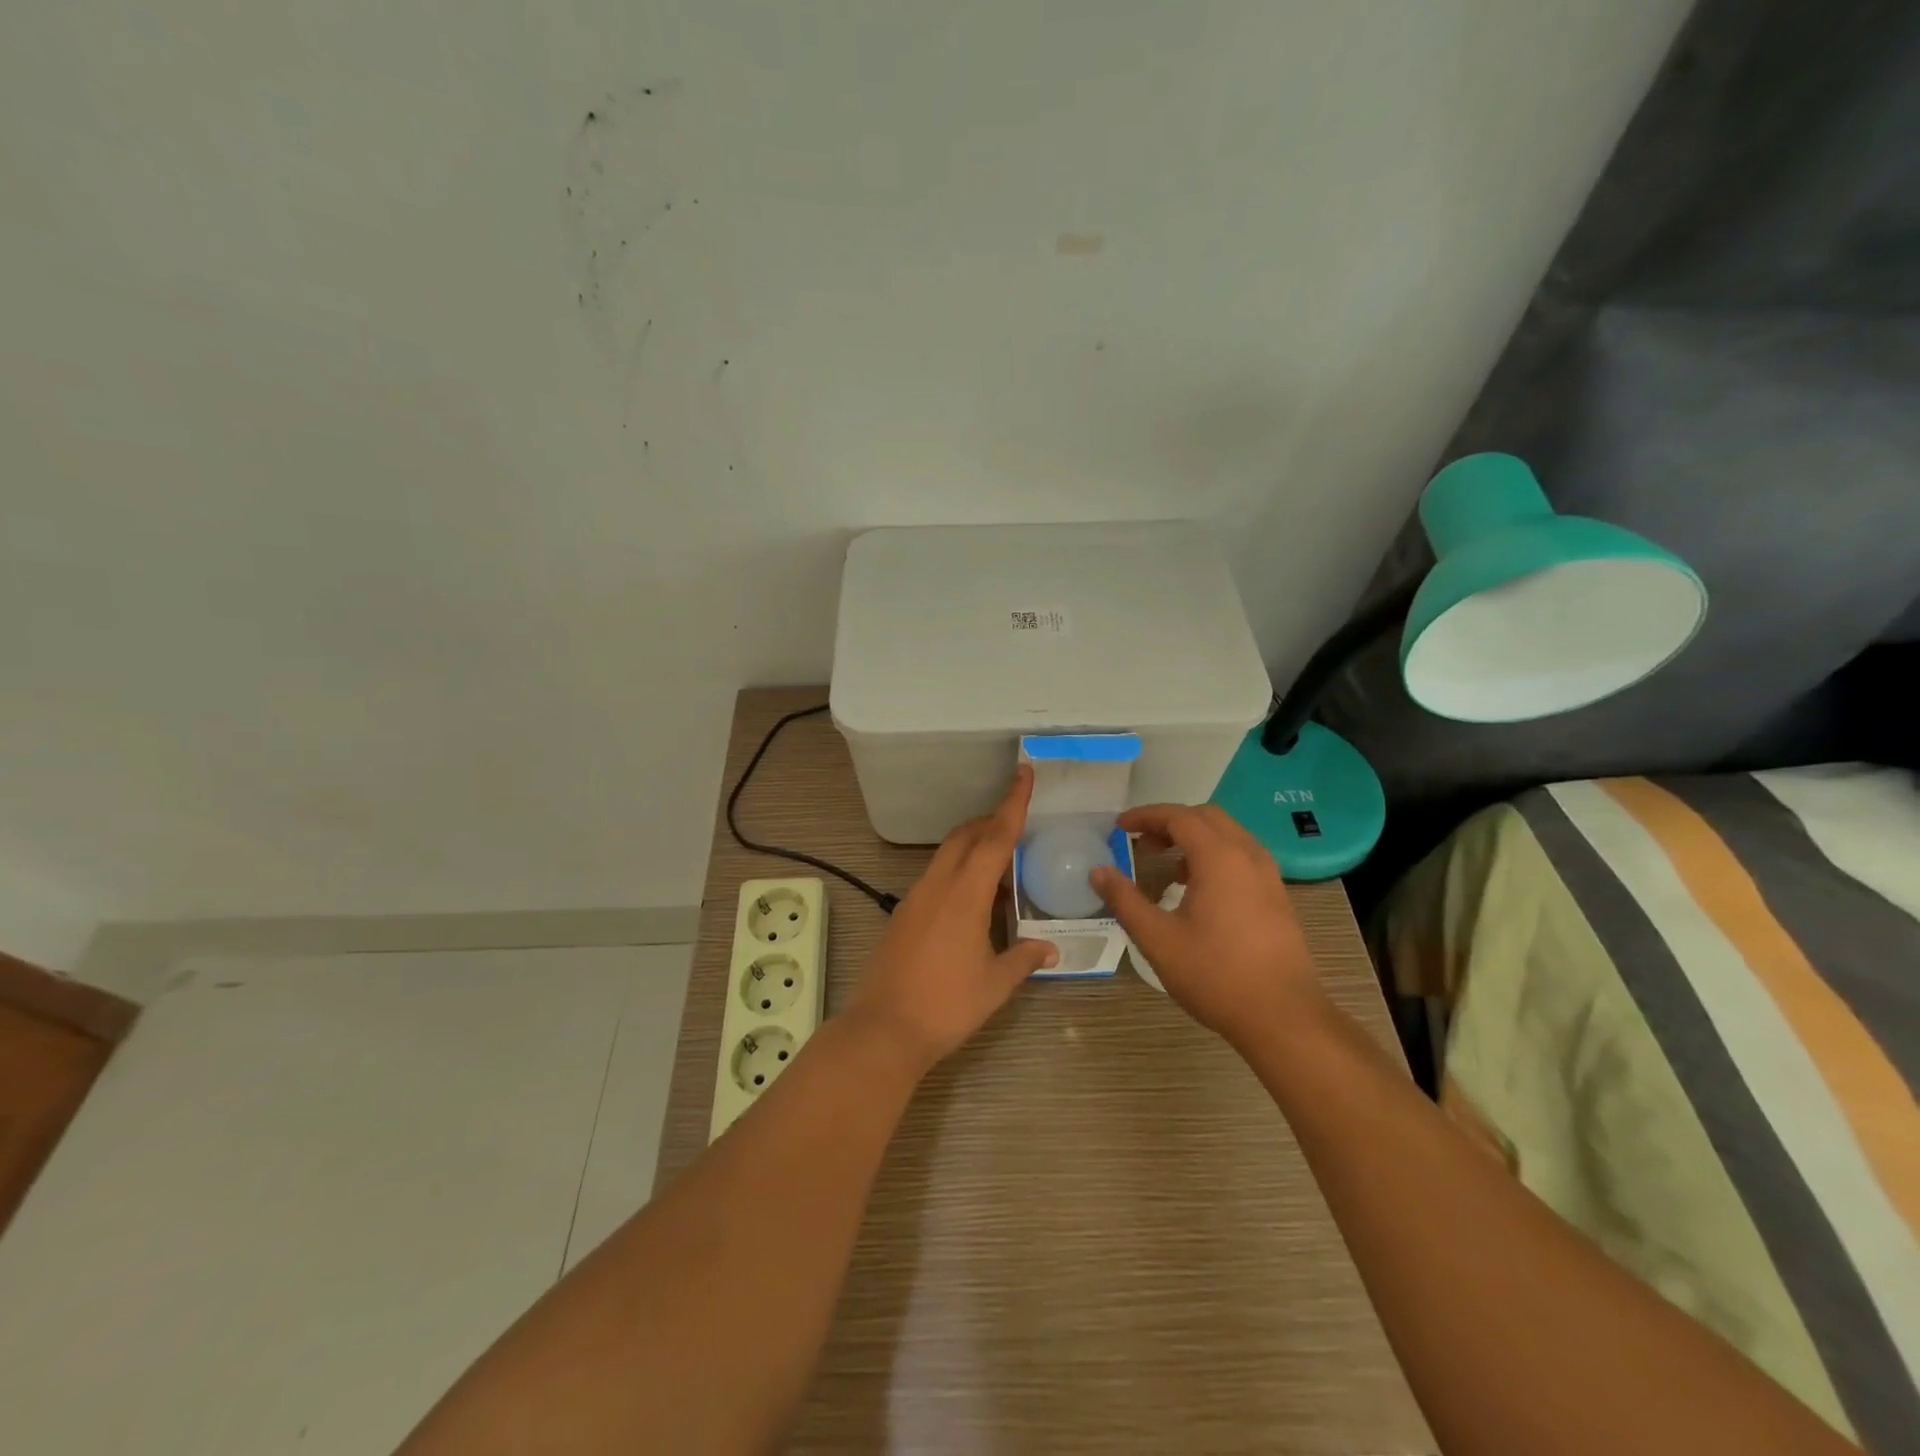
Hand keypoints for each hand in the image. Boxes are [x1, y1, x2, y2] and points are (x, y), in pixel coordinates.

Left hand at [846, 767, 1058, 1071]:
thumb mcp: (995, 985)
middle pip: (965, 836)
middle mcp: (937, 886)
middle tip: (1017, 821)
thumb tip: (1050, 947)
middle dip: (991, 821)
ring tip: (1000, 861)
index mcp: (965, 895)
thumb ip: (1024, 959)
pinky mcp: (903, 914)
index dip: (1013, 804)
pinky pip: (935, 876)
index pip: (995, 838)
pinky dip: (957, 870)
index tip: (1024, 773)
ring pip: (947, 854)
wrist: (883, 1030)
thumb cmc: (946, 1006)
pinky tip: (972, 897)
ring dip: (973, 845)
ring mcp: (915, 898)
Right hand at [1090, 804, 1323, 1052]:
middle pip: (1206, 817)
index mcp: (1219, 858)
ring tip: (1167, 866)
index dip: (1145, 816)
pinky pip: (1241, 857)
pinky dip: (1214, 856)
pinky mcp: (1277, 897)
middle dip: (1170, 822)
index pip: (1179, 816)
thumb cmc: (1216, 975)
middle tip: (1141, 843)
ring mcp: (1268, 876)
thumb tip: (1098, 872)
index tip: (1119, 826)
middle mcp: (1248, 856)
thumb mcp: (1158, 939)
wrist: (1283, 1017)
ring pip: (1228, 835)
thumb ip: (1125, 900)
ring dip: (1194, 838)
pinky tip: (1197, 890)